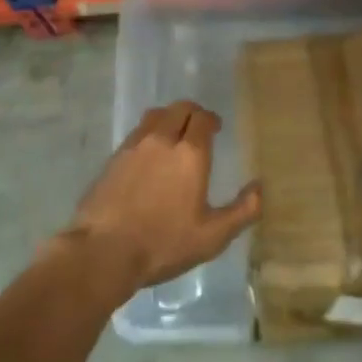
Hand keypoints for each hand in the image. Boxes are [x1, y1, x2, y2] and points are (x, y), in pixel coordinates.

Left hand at [63, 101, 261, 294]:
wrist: (101, 252)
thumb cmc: (163, 243)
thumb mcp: (212, 236)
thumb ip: (243, 210)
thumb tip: (260, 188)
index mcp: (190, 153)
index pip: (203, 118)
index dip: (212, 120)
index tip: (217, 129)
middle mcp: (162, 139)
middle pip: (179, 109)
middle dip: (192, 113)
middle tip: (198, 128)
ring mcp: (134, 146)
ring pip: (155, 116)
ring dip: (169, 118)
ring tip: (173, 135)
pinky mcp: (113, 159)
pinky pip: (136, 132)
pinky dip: (148, 133)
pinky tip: (149, 155)